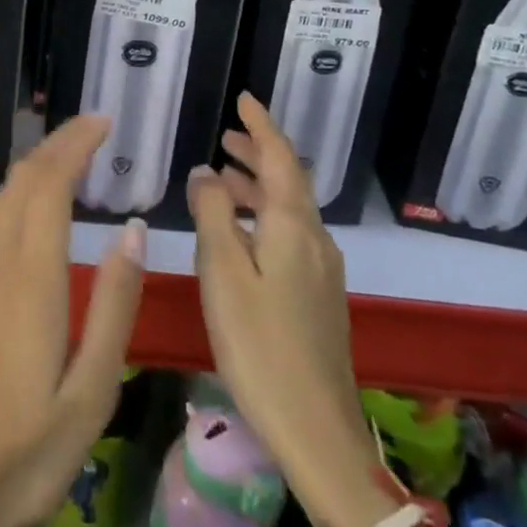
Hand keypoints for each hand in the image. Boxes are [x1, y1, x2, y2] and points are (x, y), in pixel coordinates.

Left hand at [0, 116, 146, 526]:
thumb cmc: (24, 453)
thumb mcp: (90, 392)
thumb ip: (114, 306)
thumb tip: (131, 229)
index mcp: (30, 280)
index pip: (48, 185)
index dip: (74, 144)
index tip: (103, 122)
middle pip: (21, 180)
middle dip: (56, 144)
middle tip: (95, 130)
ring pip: (3, 197)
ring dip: (36, 166)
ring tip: (74, 158)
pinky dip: (22, 194)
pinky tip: (41, 211)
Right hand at [187, 93, 382, 526]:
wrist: (318, 428)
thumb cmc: (259, 345)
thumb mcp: (223, 273)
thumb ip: (212, 214)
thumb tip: (204, 170)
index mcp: (292, 225)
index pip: (280, 157)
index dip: (261, 125)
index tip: (244, 98)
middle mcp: (314, 238)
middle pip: (289, 180)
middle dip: (259, 152)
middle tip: (227, 135)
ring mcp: (322, 268)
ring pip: (289, 208)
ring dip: (259, 185)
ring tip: (224, 176)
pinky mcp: (319, 295)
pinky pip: (291, 233)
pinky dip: (265, 214)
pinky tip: (242, 231)